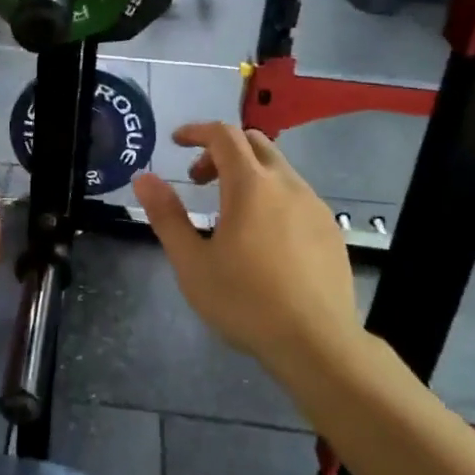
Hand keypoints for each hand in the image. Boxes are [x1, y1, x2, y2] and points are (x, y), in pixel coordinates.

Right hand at [132, 123, 363, 380]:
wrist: (316, 342)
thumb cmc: (245, 301)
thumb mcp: (192, 262)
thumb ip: (166, 215)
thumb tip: (144, 178)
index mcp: (251, 185)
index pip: (223, 135)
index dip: (197, 131)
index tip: (176, 142)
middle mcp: (287, 184)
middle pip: (255, 143)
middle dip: (222, 150)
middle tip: (199, 180)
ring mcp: (315, 206)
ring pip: (278, 169)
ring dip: (248, 174)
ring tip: (229, 213)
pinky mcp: (331, 229)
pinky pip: (297, 195)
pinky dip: (272, 196)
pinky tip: (263, 238)